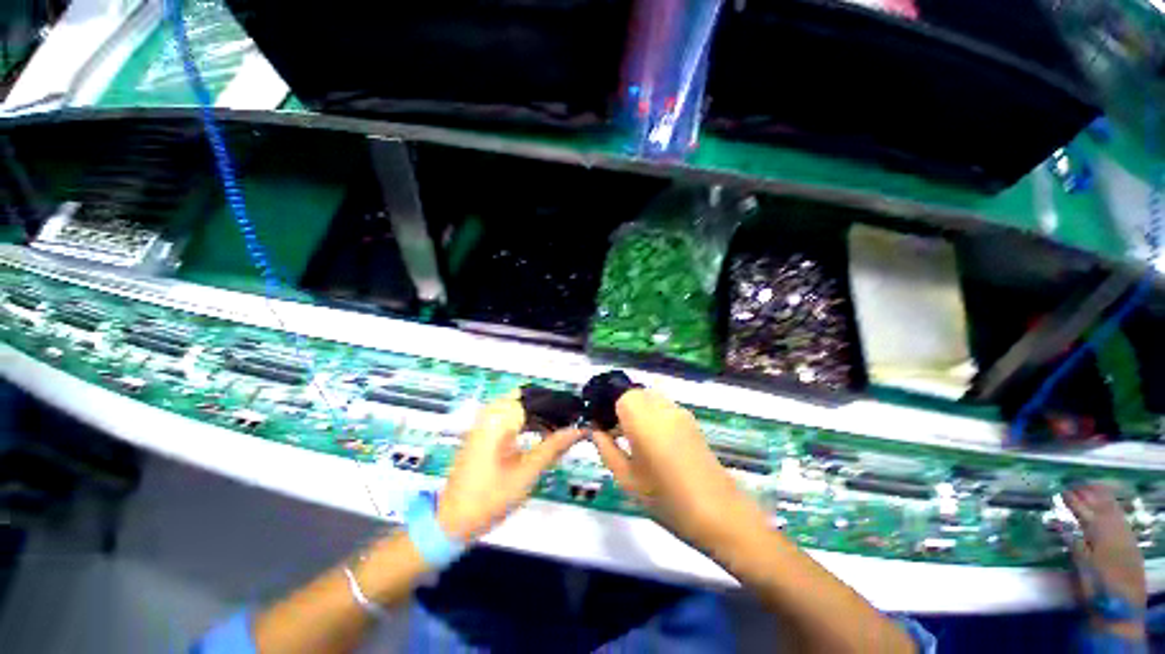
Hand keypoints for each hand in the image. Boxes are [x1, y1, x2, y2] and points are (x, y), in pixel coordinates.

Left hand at [437, 399, 583, 542]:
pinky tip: (541, 436)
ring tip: (560, 431)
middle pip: (528, 399)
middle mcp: (490, 414)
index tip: (576, 415)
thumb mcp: (527, 472)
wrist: (452, 522)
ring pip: (520, 407)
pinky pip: (510, 417)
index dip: (558, 404)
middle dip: (550, 410)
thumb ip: (553, 447)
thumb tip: (578, 430)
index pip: (536, 397)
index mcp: (498, 418)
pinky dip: (527, 423)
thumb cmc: (490, 498)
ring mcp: (484, 422)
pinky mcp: (483, 432)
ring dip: (540, 416)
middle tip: (571, 424)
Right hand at [591, 389, 759, 549]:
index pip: (617, 394)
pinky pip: (663, 408)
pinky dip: (652, 417)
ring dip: (637, 412)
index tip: (601, 428)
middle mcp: (661, 405)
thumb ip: (606, 448)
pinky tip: (654, 443)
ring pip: (649, 399)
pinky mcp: (691, 421)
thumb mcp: (626, 478)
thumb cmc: (665, 498)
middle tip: (615, 436)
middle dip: (620, 409)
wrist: (719, 513)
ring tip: (634, 441)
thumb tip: (595, 430)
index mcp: (642, 416)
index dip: (606, 407)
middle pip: (633, 394)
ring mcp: (679, 411)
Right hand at [1063, 484, 1146, 637]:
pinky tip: (1110, 505)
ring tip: (1092, 487)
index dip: (1073, 501)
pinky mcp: (1131, 541)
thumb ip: (1074, 543)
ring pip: (1114, 509)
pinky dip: (1114, 506)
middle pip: (1102, 506)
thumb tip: (1059, 523)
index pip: (1084, 512)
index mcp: (1098, 535)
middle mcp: (1113, 530)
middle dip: (1089, 494)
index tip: (1061, 491)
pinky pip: (1122, 517)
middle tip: (1075, 484)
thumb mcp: (1082, 567)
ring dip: (1102, 497)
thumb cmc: (1096, 587)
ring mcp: (1125, 535)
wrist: (1122, 606)